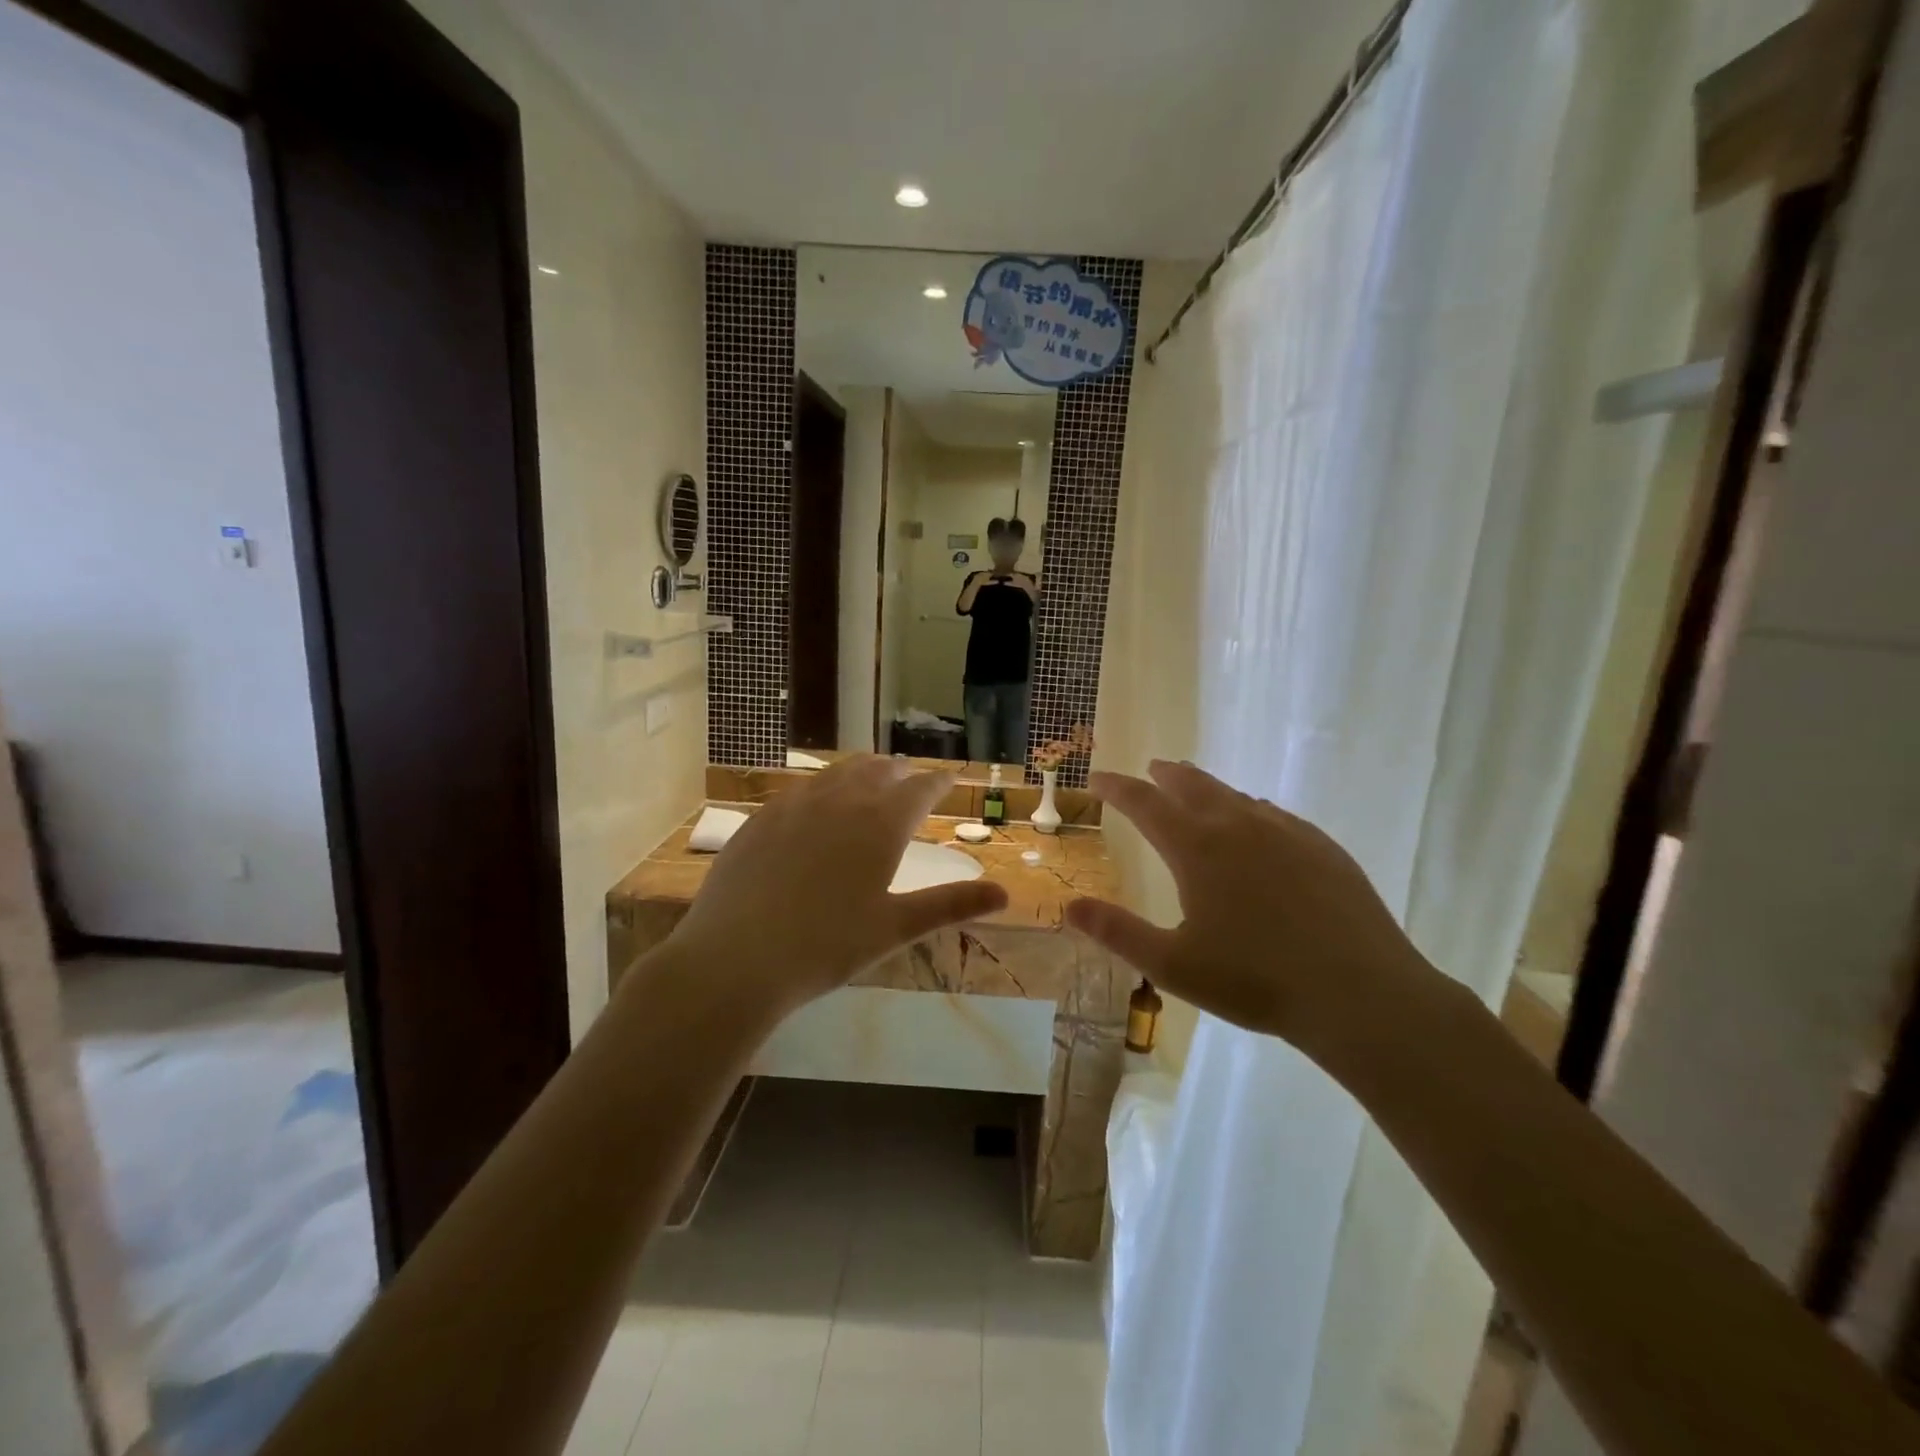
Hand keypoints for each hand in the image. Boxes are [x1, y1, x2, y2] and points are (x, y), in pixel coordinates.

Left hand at [663, 756, 1008, 1020]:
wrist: (737, 957)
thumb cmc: (827, 946)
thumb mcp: (895, 928)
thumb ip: (950, 905)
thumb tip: (1005, 894)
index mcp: (880, 825)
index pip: (919, 789)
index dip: (938, 781)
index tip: (950, 778)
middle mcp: (840, 801)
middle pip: (876, 771)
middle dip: (898, 772)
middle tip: (909, 776)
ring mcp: (795, 805)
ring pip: (836, 773)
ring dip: (860, 771)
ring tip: (869, 775)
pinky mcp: (760, 818)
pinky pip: (799, 790)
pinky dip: (820, 787)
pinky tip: (814, 802)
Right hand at [1065, 761, 1436, 1061]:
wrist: (1359, 993)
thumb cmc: (1255, 980)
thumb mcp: (1172, 964)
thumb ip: (1117, 932)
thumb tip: (1069, 906)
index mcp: (1196, 848)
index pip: (1144, 803)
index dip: (1117, 788)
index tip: (1098, 778)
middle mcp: (1238, 826)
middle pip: (1193, 785)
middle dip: (1165, 775)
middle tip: (1151, 770)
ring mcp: (1286, 832)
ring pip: (1236, 796)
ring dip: (1207, 789)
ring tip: (1196, 792)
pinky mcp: (1322, 847)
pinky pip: (1274, 815)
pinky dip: (1250, 810)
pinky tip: (1257, 825)